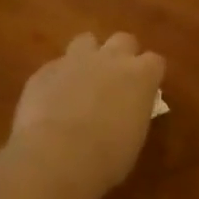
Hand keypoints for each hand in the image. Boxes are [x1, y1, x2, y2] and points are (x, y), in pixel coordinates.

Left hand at [9, 32, 164, 193]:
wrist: (57, 157)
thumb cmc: (107, 158)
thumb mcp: (134, 137)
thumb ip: (133, 113)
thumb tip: (127, 111)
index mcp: (141, 77)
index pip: (155, 62)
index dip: (149, 76)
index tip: (145, 91)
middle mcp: (110, 59)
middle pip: (124, 40)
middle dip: (122, 56)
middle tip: (116, 81)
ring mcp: (74, 60)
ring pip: (86, 41)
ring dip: (89, 57)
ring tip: (83, 82)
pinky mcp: (44, 71)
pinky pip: (56, 66)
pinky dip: (59, 78)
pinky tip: (54, 100)